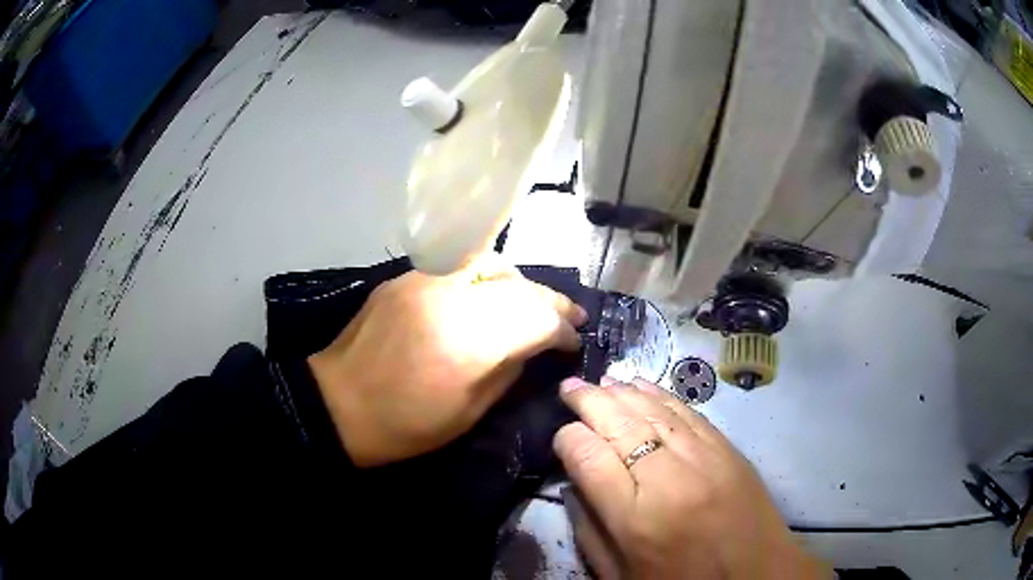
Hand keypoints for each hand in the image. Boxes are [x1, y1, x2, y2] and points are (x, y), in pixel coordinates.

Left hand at [308, 261, 586, 466]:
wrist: (337, 405)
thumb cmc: (405, 425)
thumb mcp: (469, 412)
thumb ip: (510, 369)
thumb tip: (535, 344)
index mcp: (467, 342)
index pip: (536, 317)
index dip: (563, 328)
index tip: (574, 340)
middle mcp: (449, 298)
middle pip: (519, 284)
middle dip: (551, 300)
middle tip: (568, 316)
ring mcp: (423, 280)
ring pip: (490, 263)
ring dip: (519, 282)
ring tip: (530, 302)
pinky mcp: (404, 277)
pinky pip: (457, 266)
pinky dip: (484, 278)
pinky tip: (486, 297)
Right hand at [554, 377, 831, 579]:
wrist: (756, 576)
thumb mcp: (618, 575)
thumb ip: (588, 530)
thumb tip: (574, 482)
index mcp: (635, 518)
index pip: (589, 458)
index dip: (568, 439)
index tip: (561, 436)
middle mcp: (669, 480)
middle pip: (620, 425)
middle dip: (589, 401)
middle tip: (569, 387)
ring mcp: (704, 459)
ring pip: (655, 412)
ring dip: (623, 392)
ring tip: (601, 380)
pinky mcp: (729, 450)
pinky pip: (689, 413)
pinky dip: (661, 395)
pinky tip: (643, 385)